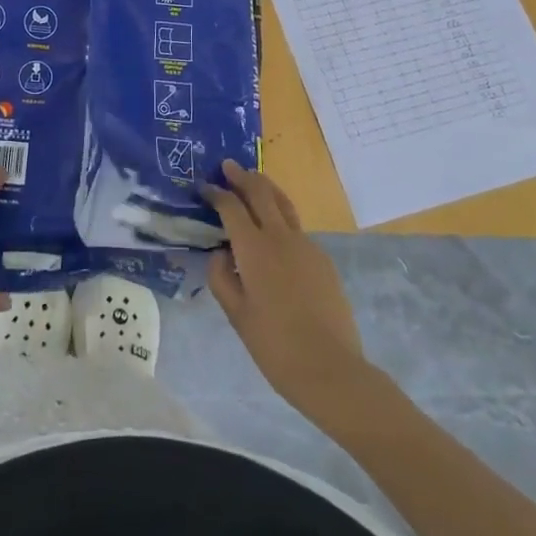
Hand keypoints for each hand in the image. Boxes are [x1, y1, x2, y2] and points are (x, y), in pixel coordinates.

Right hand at [203, 162, 366, 415]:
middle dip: (242, 177)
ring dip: (265, 189)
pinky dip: (281, 218)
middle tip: (228, 166)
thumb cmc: (275, 346)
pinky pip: (296, 229)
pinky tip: (274, 233)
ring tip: (253, 182)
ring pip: (283, 204)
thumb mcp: (236, 315)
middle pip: (261, 193)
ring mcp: (306, 246)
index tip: (204, 186)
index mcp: (254, 249)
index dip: (216, 193)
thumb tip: (221, 253)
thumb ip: (222, 278)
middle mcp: (280, 237)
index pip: (231, 207)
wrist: (331, 369)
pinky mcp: (323, 260)